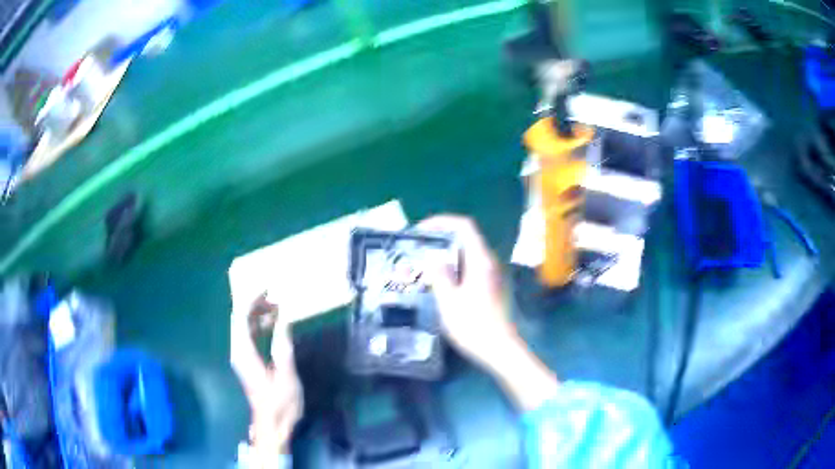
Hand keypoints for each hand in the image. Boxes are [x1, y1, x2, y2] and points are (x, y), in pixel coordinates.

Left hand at [231, 293, 302, 457]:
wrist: (272, 424)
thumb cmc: (280, 403)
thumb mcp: (287, 376)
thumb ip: (283, 347)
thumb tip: (283, 320)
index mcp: (244, 353)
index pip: (241, 318)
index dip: (252, 300)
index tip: (267, 288)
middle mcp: (238, 351)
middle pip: (240, 319)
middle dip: (255, 304)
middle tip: (275, 295)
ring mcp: (242, 356)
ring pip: (244, 327)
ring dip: (258, 314)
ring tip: (277, 306)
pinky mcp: (247, 361)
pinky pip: (249, 336)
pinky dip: (259, 325)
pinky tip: (273, 323)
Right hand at [416, 215, 516, 370]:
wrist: (499, 349)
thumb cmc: (473, 326)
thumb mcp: (449, 301)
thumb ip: (439, 275)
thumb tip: (432, 259)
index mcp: (480, 260)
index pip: (464, 226)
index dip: (442, 221)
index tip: (421, 230)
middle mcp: (489, 262)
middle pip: (466, 237)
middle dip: (441, 237)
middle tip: (418, 248)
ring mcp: (491, 274)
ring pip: (467, 253)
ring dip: (446, 253)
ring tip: (424, 263)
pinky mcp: (490, 286)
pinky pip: (469, 266)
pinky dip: (453, 266)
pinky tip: (439, 281)